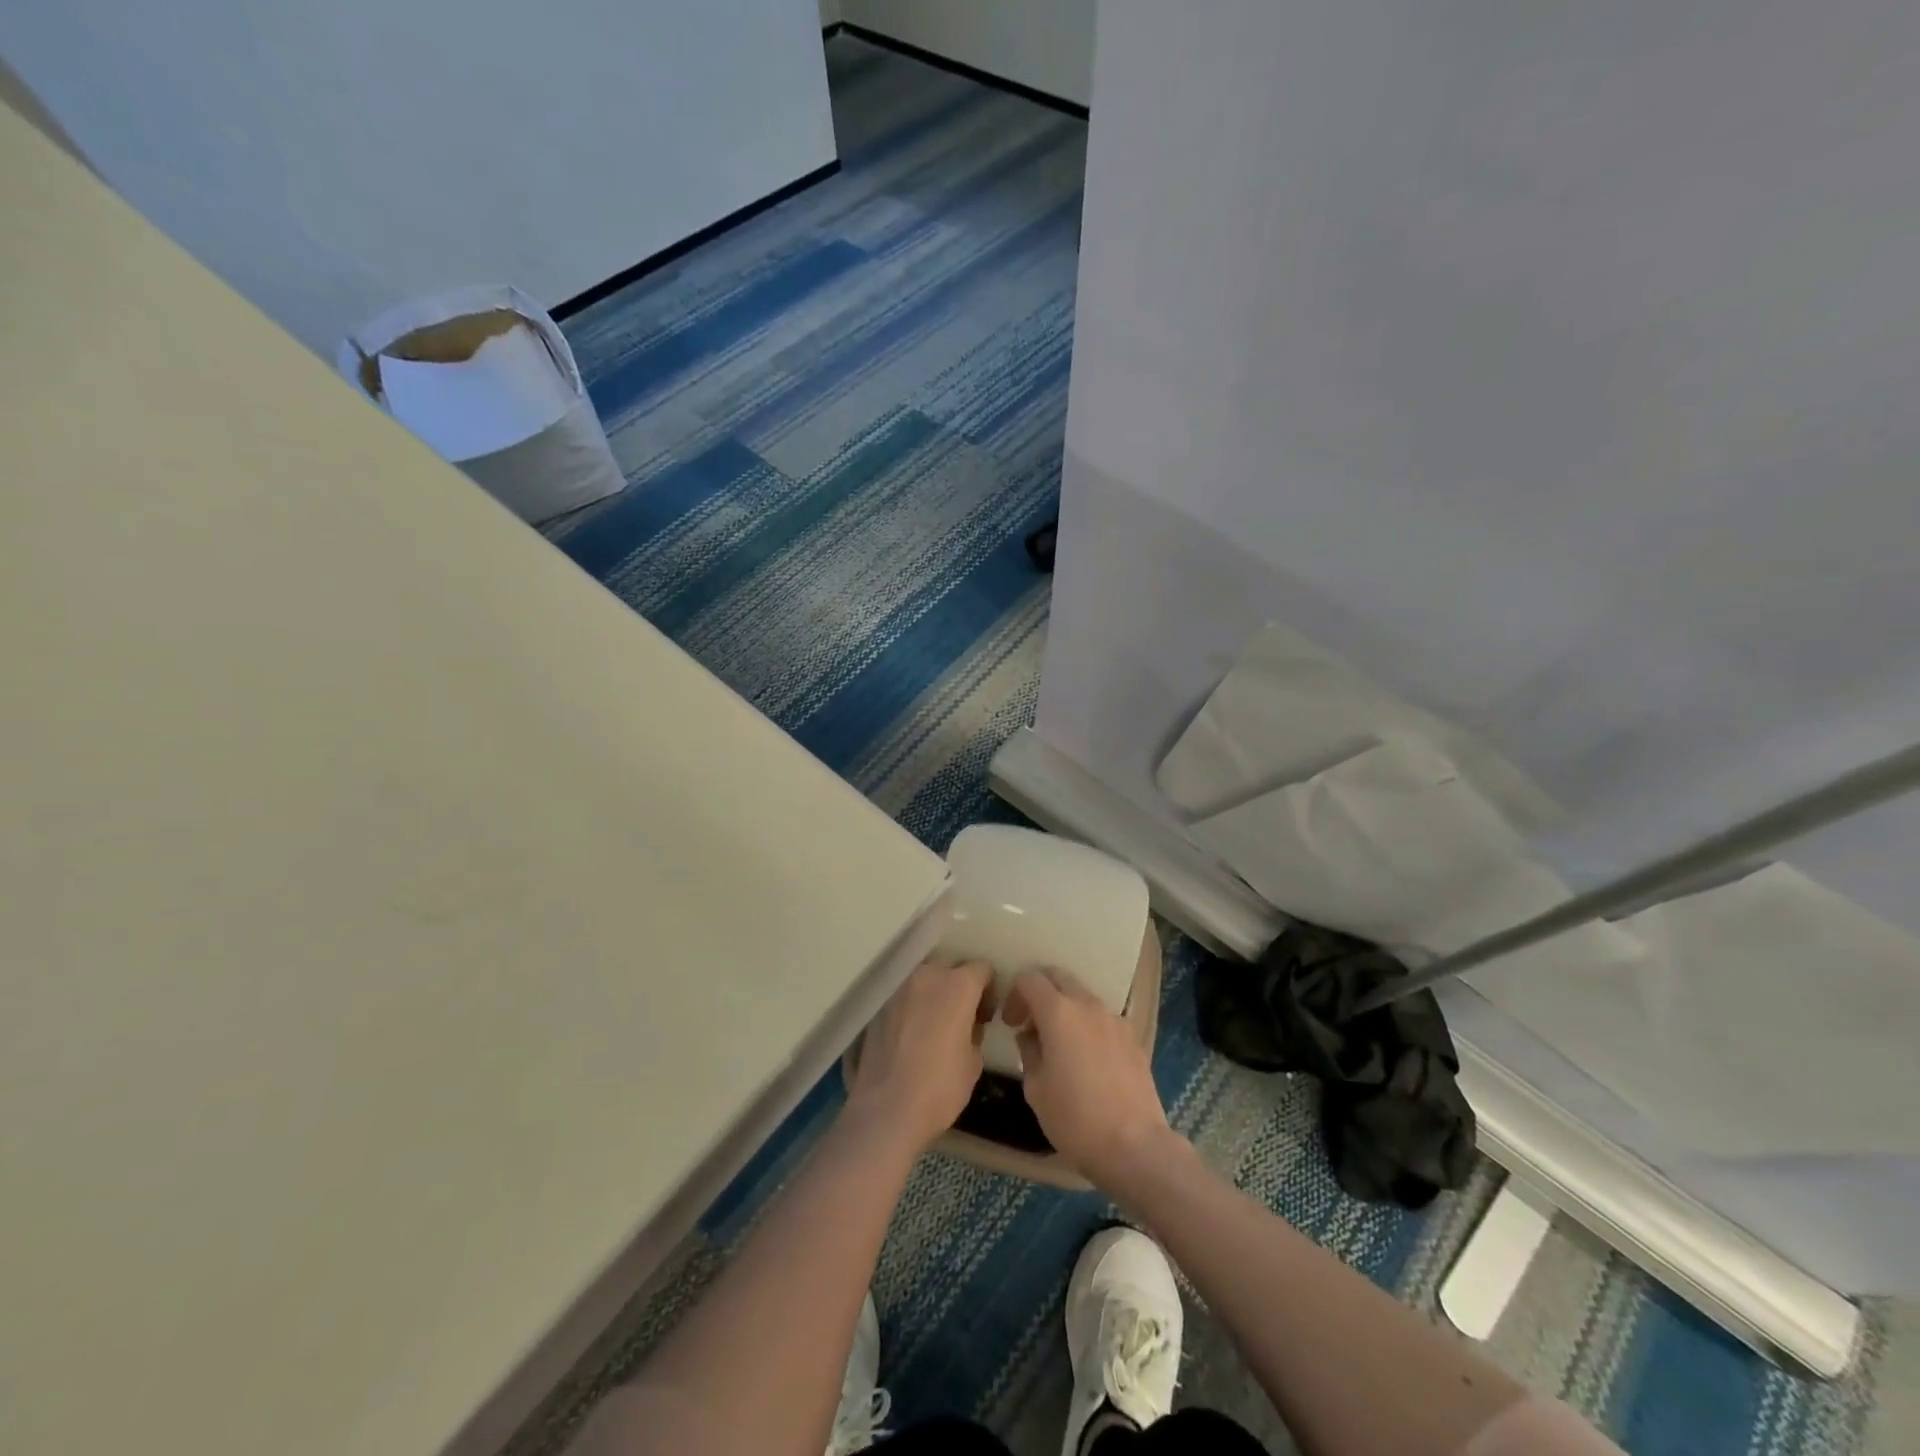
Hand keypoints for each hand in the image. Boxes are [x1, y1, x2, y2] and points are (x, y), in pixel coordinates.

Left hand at [847, 959, 994, 1151]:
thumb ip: (975, 1031)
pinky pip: (903, 995)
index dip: (989, 989)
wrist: (886, 1109)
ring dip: (933, 992)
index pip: (982, 969)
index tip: (986, 1014)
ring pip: (923, 977)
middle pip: (950, 966)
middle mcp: (927, 975)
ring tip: (934, 1023)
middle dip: (959, 984)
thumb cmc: (940, 1087)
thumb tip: (968, 1025)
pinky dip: (911, 1005)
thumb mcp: (974, 1062)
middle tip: (961, 1015)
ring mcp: (899, 987)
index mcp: (958, 985)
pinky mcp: (878, 1004)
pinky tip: (910, 1033)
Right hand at [1003, 970, 1177, 1196]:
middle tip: (1031, 1023)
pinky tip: (1088, 1059)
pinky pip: (1103, 1018)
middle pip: (1058, 977)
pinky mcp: (1133, 1037)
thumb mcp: (1035, 1088)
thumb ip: (1028, 1051)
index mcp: (1058, 1012)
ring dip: (1066, 1008)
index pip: (1030, 979)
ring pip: (1083, 996)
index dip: (1015, 995)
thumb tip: (1030, 1036)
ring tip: (1061, 1043)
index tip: (1011, 1023)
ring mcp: (1114, 1019)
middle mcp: (1087, 1005)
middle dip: (1040, 992)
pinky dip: (1088, 1025)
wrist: (1134, 1145)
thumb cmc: (1074, 1118)